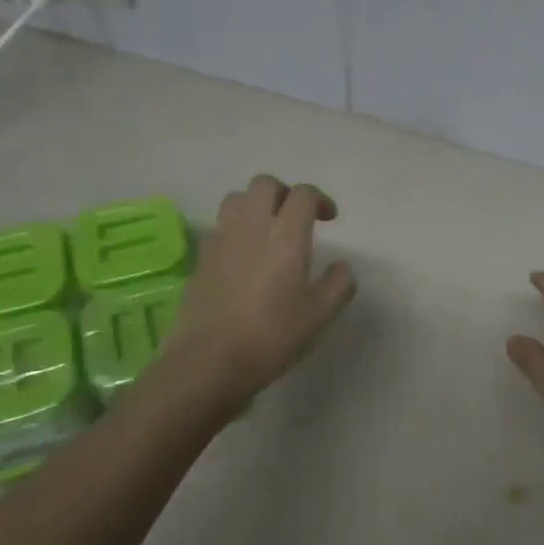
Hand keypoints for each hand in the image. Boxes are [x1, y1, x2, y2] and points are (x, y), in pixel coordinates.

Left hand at [161, 174, 355, 406]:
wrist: (210, 360)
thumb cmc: (272, 335)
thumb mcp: (319, 315)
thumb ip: (338, 285)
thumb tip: (342, 267)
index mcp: (286, 235)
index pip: (302, 194)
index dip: (319, 199)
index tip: (328, 218)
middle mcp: (251, 226)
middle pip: (264, 184)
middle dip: (284, 193)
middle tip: (296, 217)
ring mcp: (221, 239)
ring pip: (236, 199)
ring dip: (255, 205)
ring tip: (267, 230)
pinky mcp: (201, 257)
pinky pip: (220, 226)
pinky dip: (236, 228)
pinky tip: (244, 255)